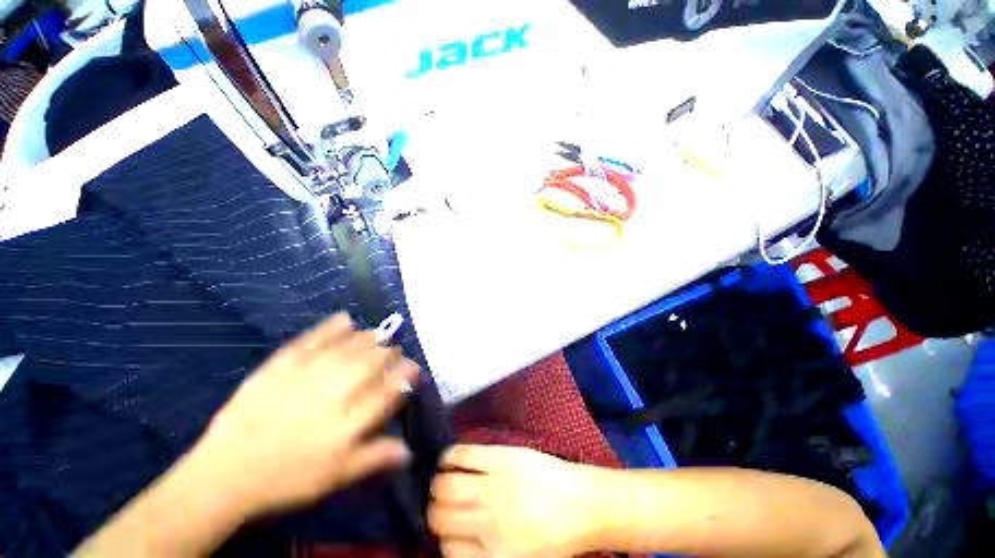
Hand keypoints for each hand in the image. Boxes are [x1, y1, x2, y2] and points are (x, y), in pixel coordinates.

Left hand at [191, 313, 418, 518]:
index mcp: (346, 425)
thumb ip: (375, 458)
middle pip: (370, 363)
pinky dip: (330, 327)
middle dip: (389, 353)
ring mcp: (304, 377)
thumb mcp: (336, 478)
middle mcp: (331, 395)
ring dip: (369, 338)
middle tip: (395, 351)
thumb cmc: (287, 480)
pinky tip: (345, 319)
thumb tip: (410, 449)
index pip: (387, 391)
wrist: (225, 474)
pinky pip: (311, 341)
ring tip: (378, 334)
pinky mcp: (279, 367)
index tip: (414, 368)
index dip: (405, 376)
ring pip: (347, 348)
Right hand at [429, 445, 600, 557]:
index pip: (448, 550)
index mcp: (494, 557)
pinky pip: (463, 454)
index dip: (445, 539)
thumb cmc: (555, 537)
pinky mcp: (501, 457)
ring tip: (442, 480)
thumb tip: (454, 542)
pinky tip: (449, 459)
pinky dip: (449, 456)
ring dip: (437, 483)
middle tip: (442, 503)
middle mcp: (488, 524)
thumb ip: (485, 555)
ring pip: (445, 485)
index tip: (449, 529)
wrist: (584, 503)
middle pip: (440, 517)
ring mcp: (494, 486)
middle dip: (435, 510)